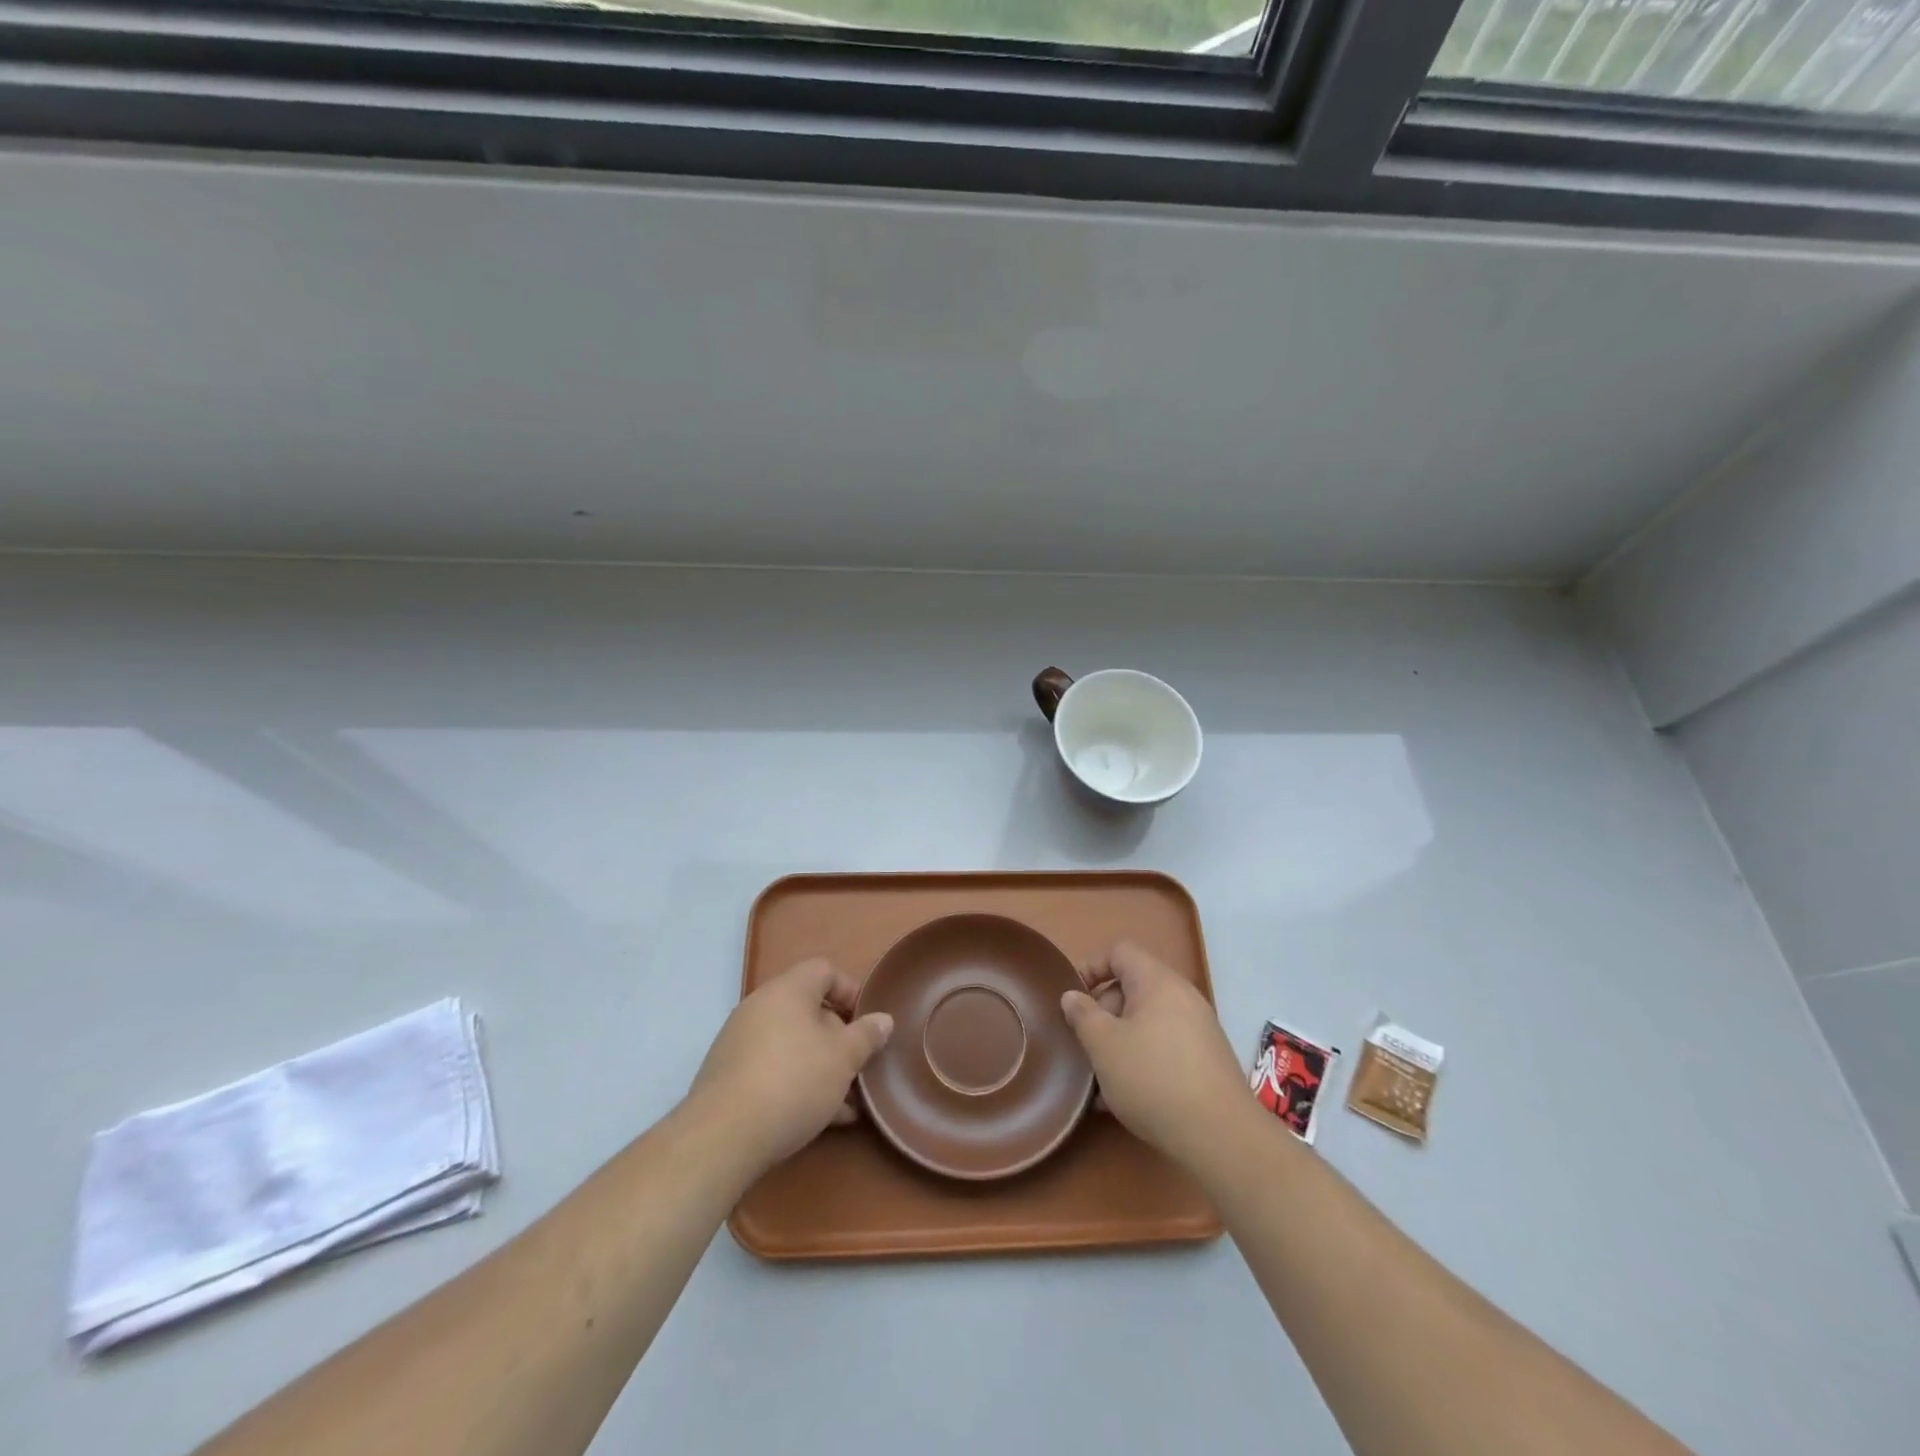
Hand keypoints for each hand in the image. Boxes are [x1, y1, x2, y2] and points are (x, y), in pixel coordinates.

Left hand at [687, 958, 893, 1174]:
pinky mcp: (729, 1078)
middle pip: (808, 1010)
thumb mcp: (843, 1058)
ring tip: (847, 1102)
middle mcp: (760, 1007)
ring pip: (793, 1045)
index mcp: (788, 991)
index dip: (851, 990)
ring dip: (822, 1066)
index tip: (867, 1022)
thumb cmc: (793, 1081)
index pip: (824, 971)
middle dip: (839, 1037)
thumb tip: (883, 1019)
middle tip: (859, 1066)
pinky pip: (773, 1070)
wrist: (722, 1137)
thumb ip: (866, 1035)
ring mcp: (740, 1043)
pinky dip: (798, 1084)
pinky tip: (822, 1118)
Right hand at [1062, 942, 1249, 1167]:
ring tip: (1099, 1077)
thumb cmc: (1153, 1078)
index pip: (1120, 952)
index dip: (1091, 967)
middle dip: (1103, 1011)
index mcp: (1157, 982)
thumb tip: (1072, 996)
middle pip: (1133, 987)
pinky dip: (1142, 1059)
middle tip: (1084, 1042)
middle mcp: (1182, 997)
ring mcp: (1198, 1029)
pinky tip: (1123, 1097)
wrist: (1222, 1137)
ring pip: (1147, 1022)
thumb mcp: (1104, 1046)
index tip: (1072, 997)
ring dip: (1119, 1041)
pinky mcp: (1206, 1061)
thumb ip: (1083, 1015)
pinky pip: (1164, 1046)